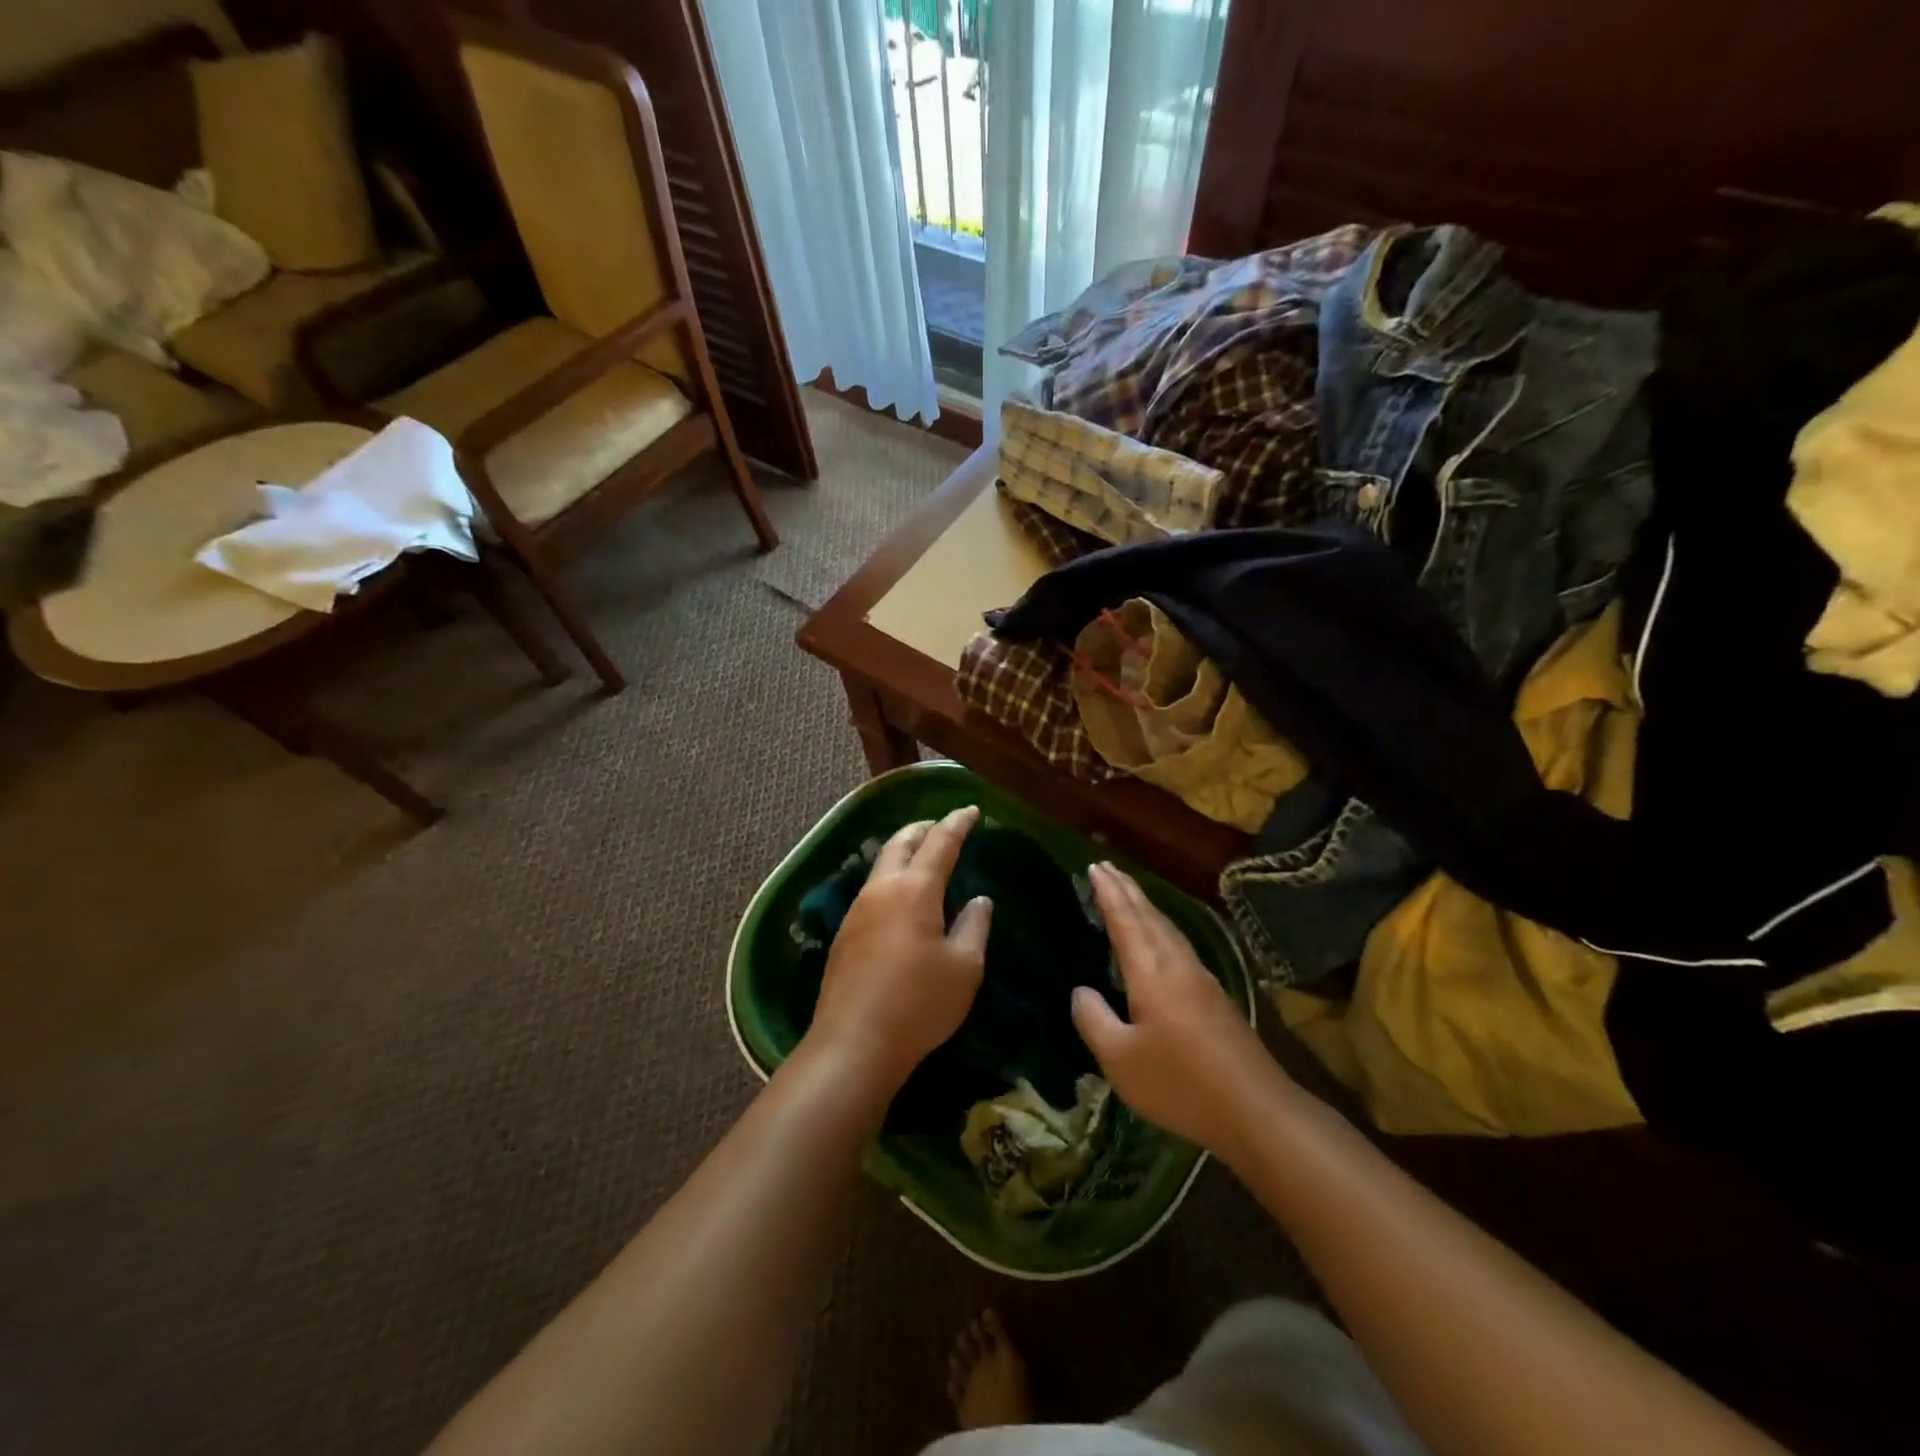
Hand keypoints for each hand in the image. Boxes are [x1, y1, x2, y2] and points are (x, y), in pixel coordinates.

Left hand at [804, 806, 991, 1099]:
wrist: (854, 1043)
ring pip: (882, 864)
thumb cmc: (919, 1003)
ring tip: (923, 855)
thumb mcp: (964, 967)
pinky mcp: (845, 933)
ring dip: (904, 851)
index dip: (957, 823)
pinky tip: (902, 896)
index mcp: (915, 889)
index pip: (940, 842)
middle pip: (901, 842)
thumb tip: (978, 899)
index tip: (970, 810)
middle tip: (943, 826)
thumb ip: (974, 926)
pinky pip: (873, 888)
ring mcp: (857, 910)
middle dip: (923, 829)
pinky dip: (892, 876)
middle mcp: (882, 889)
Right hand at [1071, 862, 1285, 1160]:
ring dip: (1144, 906)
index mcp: (1152, 972)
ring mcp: (1200, 978)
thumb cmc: (1180, 1084)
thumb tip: (1081, 991)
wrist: (1257, 1110)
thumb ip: (1094, 1020)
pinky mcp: (1214, 996)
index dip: (1109, 893)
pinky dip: (1159, 927)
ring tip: (1128, 892)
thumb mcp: (1121, 1060)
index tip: (1095, 866)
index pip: (1125, 920)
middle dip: (1127, 889)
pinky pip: (1177, 944)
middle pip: (1149, 916)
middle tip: (1107, 867)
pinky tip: (1159, 939)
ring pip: (1167, 928)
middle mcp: (1177, 964)